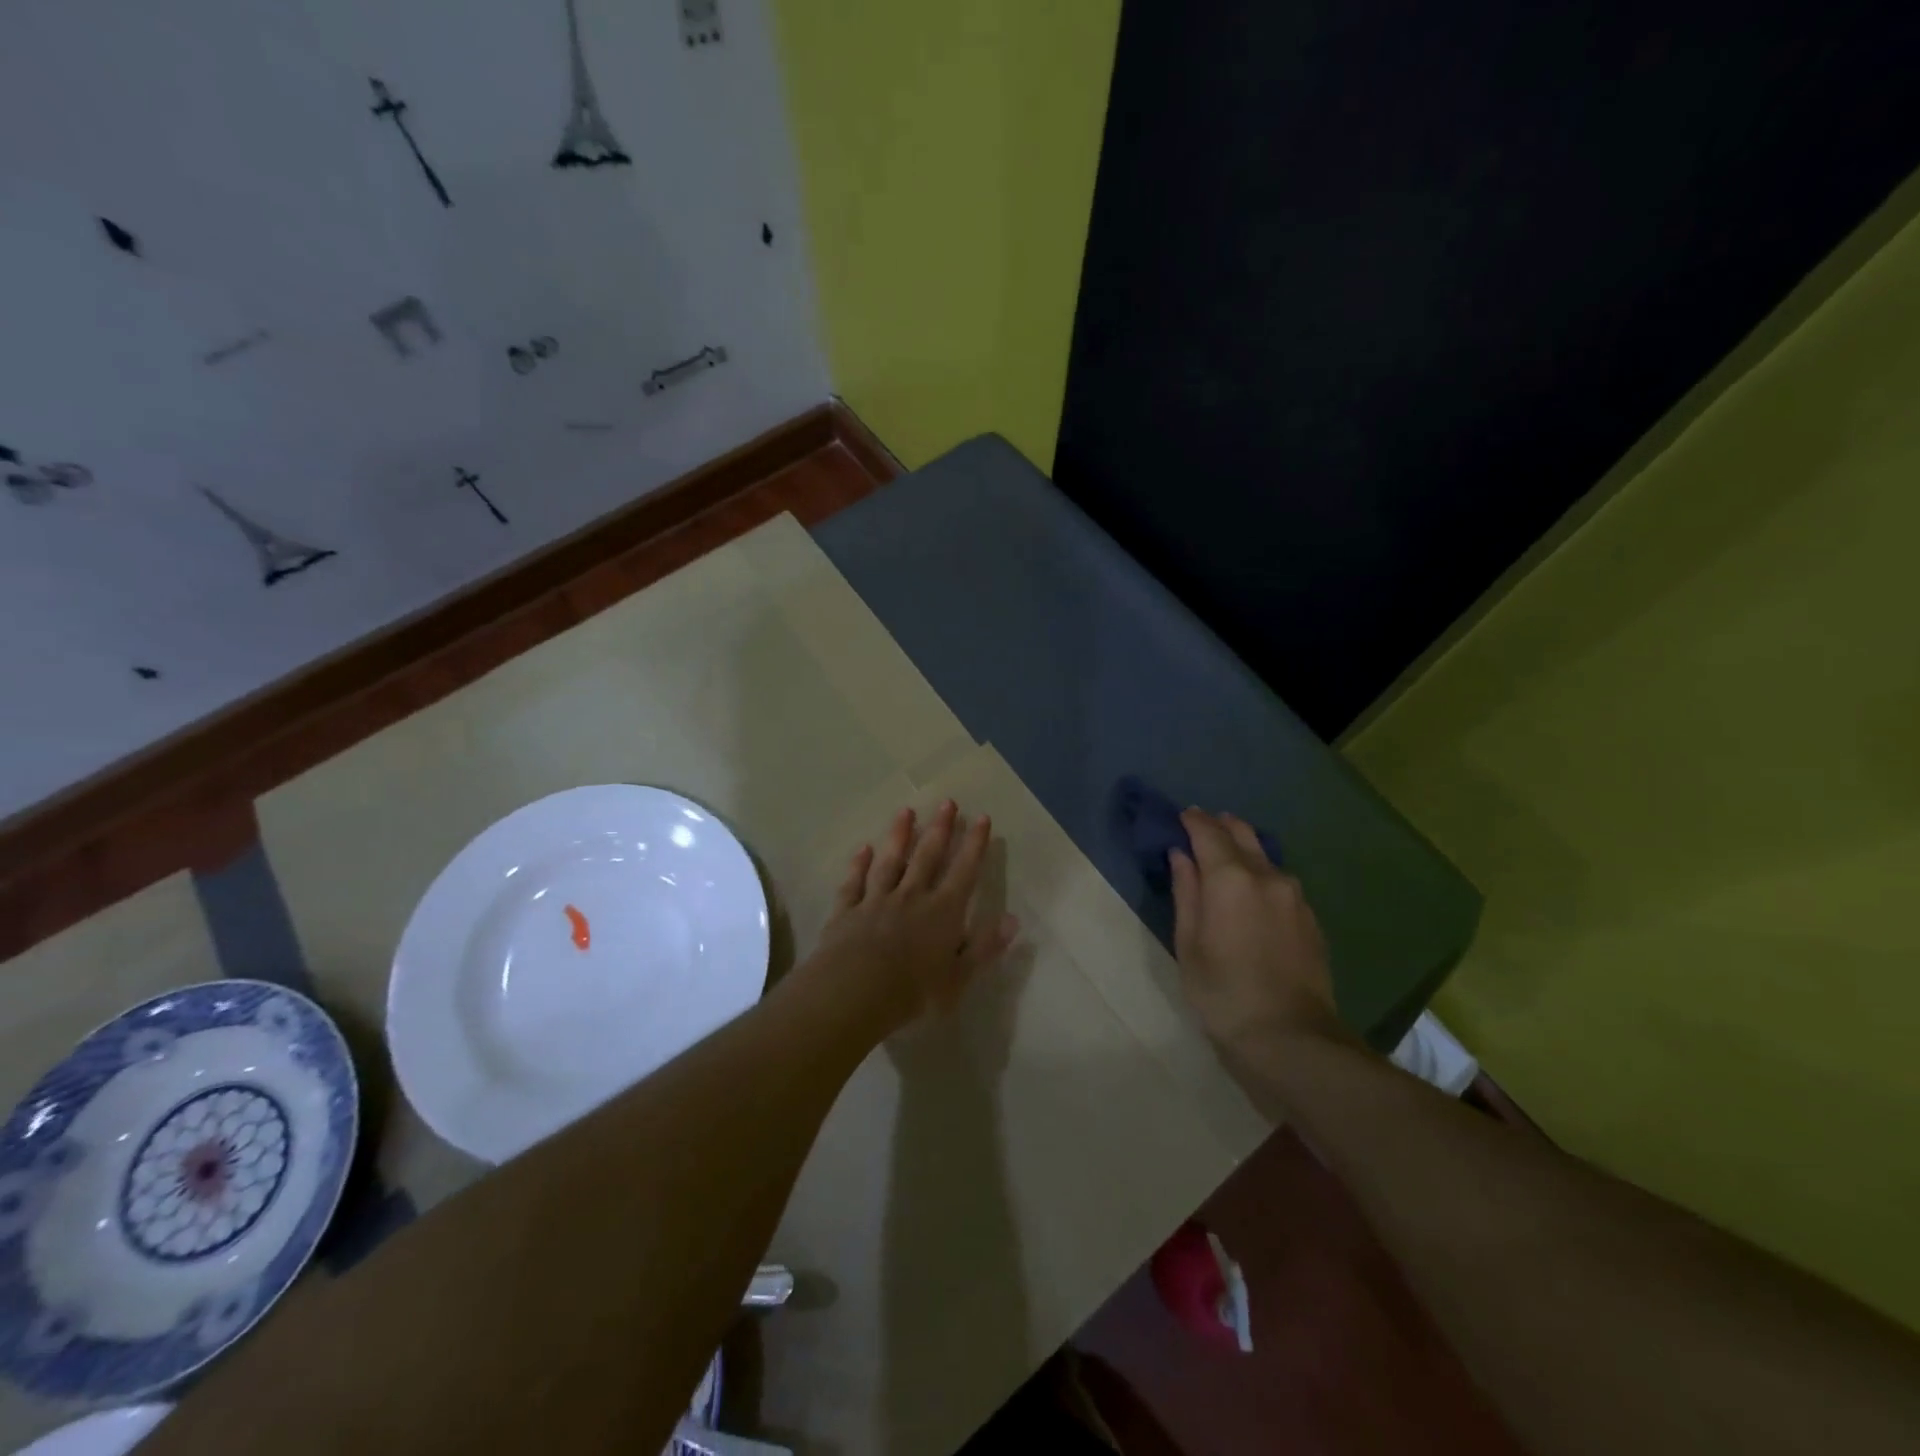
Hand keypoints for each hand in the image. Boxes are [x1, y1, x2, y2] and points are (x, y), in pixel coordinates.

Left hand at [805, 801, 1019, 1036]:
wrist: (854, 992)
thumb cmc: (913, 992)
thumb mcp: (959, 978)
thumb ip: (984, 947)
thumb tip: (1013, 920)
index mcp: (943, 912)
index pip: (964, 871)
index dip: (975, 844)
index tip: (982, 818)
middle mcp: (912, 897)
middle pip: (928, 856)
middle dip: (940, 828)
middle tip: (947, 802)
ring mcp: (876, 900)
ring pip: (890, 861)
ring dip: (899, 835)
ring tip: (906, 811)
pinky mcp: (847, 910)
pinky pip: (855, 881)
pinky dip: (859, 864)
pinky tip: (862, 849)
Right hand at [1169, 809, 1339, 1055]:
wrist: (1290, 1037)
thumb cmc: (1222, 992)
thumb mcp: (1189, 943)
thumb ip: (1186, 892)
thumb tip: (1181, 856)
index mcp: (1230, 879)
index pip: (1208, 832)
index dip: (1193, 820)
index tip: (1181, 815)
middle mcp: (1267, 876)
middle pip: (1242, 834)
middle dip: (1220, 825)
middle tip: (1201, 825)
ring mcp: (1294, 896)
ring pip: (1265, 856)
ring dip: (1243, 848)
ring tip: (1225, 855)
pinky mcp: (1310, 918)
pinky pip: (1280, 881)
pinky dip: (1261, 873)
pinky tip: (1252, 890)